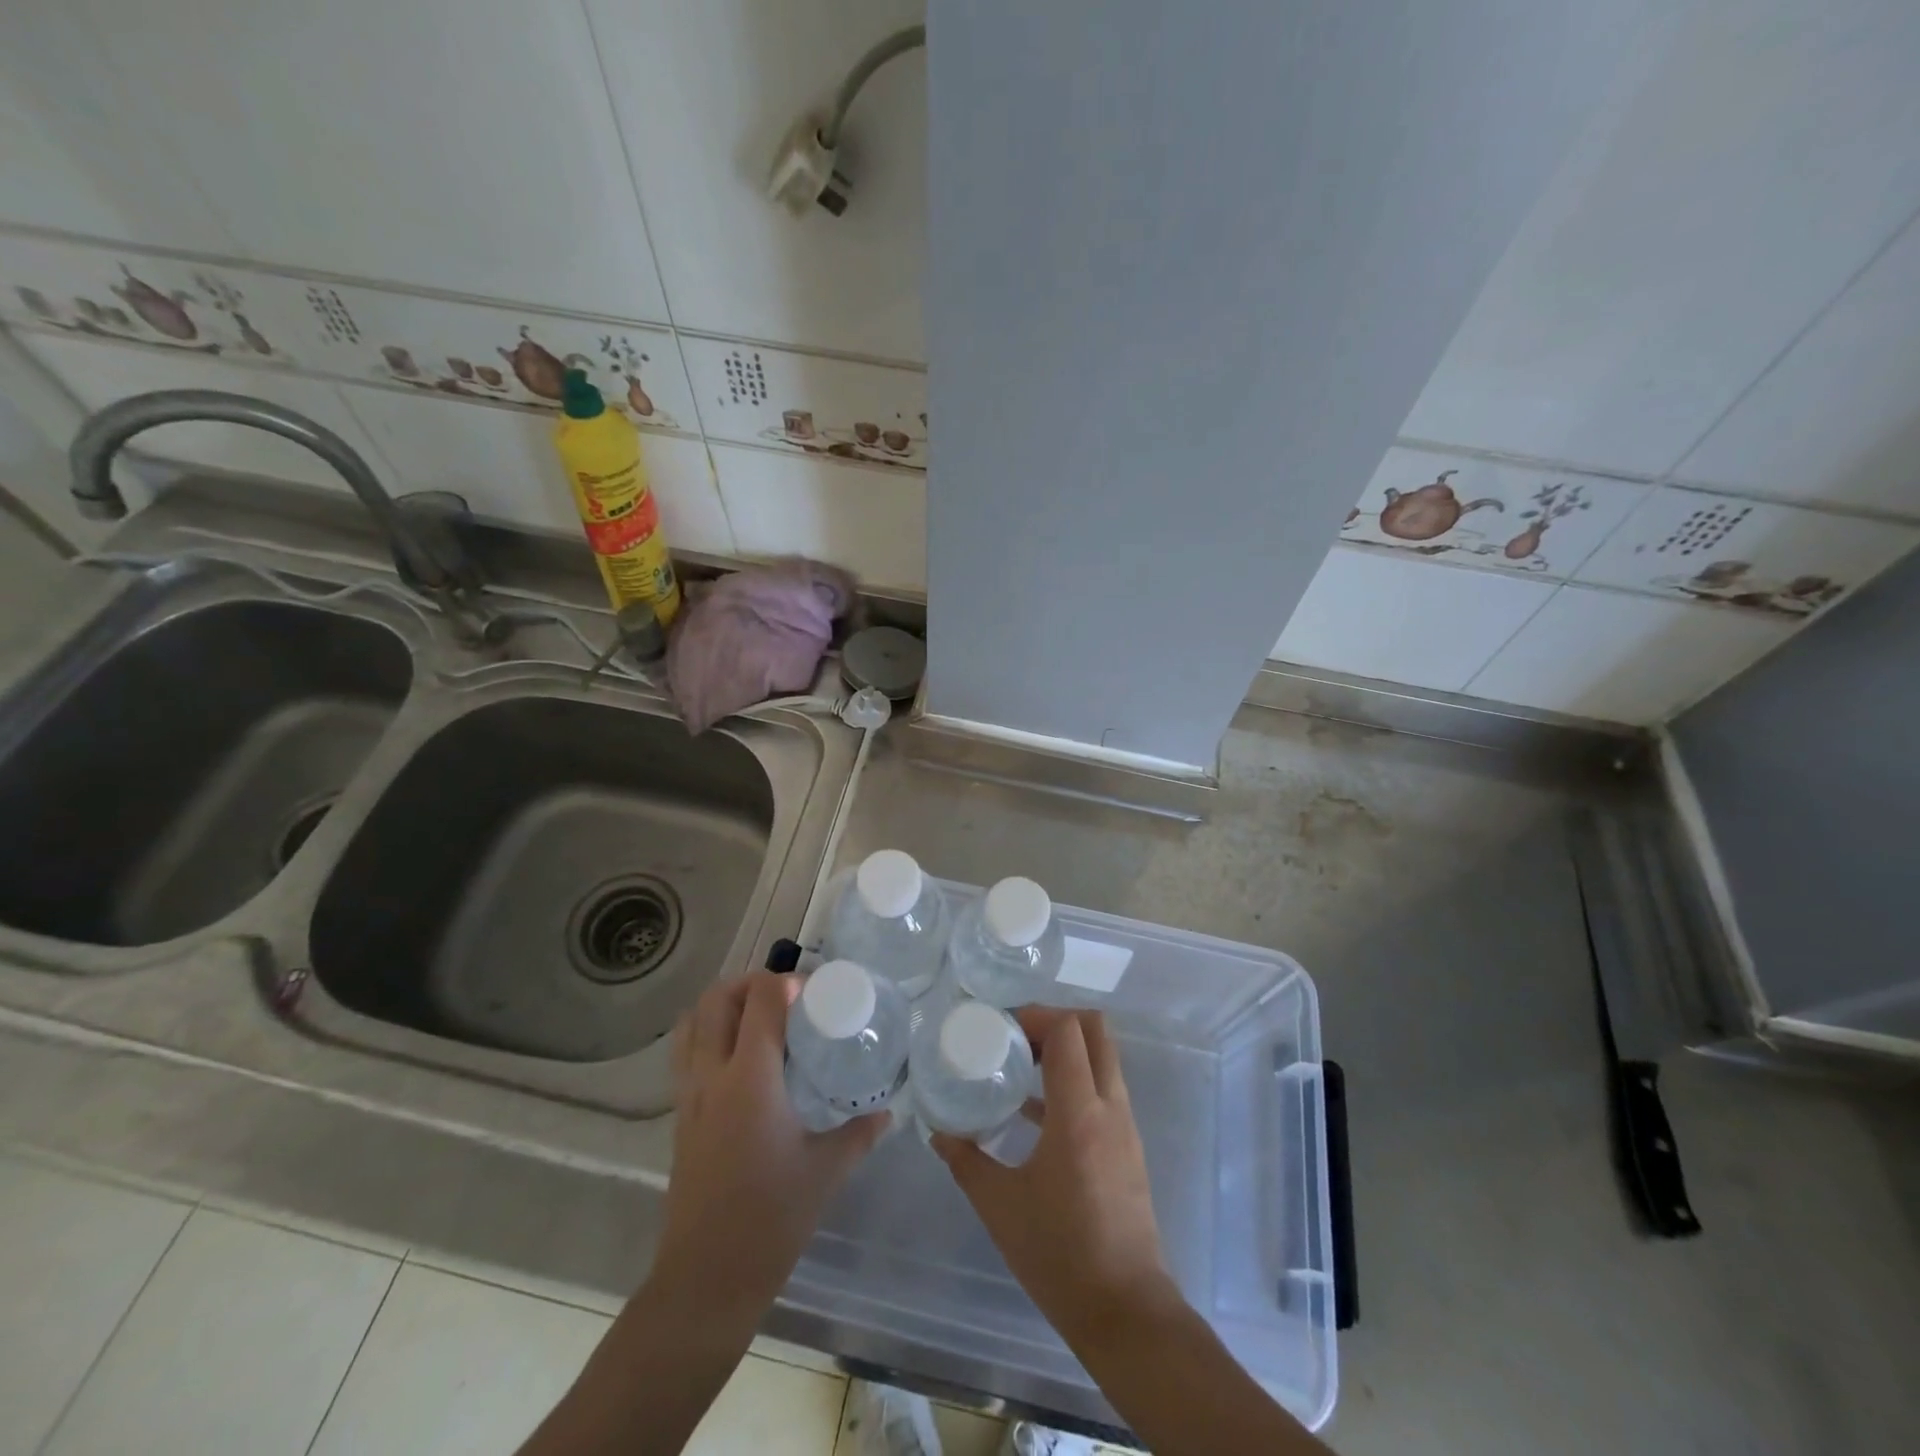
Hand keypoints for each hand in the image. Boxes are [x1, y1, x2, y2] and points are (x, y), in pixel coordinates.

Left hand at [648, 972, 885, 1332]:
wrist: (705, 1280)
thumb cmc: (771, 1219)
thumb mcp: (826, 1171)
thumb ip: (859, 1133)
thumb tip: (888, 1112)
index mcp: (751, 1078)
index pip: (760, 1000)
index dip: (784, 982)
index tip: (812, 993)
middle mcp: (713, 1075)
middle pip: (716, 999)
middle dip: (749, 983)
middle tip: (784, 997)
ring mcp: (689, 1096)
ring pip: (692, 1023)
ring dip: (722, 1005)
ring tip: (757, 1017)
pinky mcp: (679, 1118)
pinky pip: (686, 1055)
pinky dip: (707, 1035)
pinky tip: (739, 1060)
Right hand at [931, 1010, 1179, 1346]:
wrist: (1126, 1312)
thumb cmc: (1060, 1255)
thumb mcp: (1000, 1206)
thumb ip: (965, 1161)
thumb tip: (938, 1132)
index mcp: (1079, 1114)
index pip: (1069, 1031)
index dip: (1036, 1015)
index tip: (1002, 1026)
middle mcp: (1110, 1108)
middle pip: (1096, 1030)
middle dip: (1055, 1021)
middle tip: (1016, 1036)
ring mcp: (1124, 1126)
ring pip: (1103, 1058)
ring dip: (1066, 1050)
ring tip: (1019, 1065)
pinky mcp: (1128, 1146)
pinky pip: (1103, 1090)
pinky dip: (1074, 1081)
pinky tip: (1033, 1112)